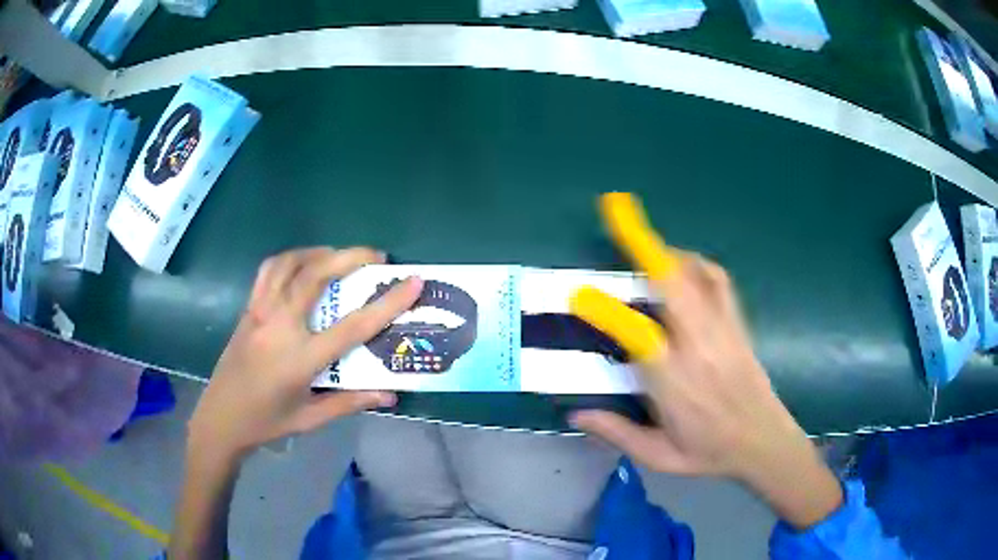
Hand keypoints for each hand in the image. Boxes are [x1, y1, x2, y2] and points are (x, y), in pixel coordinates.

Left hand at [186, 247, 422, 462]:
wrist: (220, 417)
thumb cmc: (266, 422)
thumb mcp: (310, 418)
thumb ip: (350, 402)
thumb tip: (390, 394)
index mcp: (300, 358)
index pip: (353, 325)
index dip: (387, 303)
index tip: (413, 280)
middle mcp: (280, 325)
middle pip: (317, 276)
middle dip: (351, 257)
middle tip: (375, 256)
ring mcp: (260, 312)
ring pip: (290, 263)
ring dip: (319, 252)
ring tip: (339, 256)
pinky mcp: (248, 308)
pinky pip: (270, 270)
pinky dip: (292, 258)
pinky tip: (302, 265)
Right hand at [571, 253, 842, 528]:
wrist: (764, 442)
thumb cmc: (709, 452)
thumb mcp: (658, 456)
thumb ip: (616, 433)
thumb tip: (574, 412)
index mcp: (673, 382)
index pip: (637, 335)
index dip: (607, 310)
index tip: (580, 293)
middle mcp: (698, 347)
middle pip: (672, 285)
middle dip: (643, 245)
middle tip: (615, 213)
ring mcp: (722, 330)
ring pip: (695, 275)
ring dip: (665, 251)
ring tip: (642, 241)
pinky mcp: (737, 324)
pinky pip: (718, 280)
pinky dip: (697, 263)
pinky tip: (682, 264)